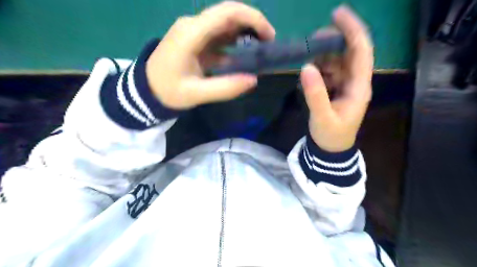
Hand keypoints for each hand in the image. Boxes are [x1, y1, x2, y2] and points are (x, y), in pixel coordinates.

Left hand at [147, 2, 277, 109]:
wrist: (146, 89)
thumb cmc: (168, 90)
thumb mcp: (196, 94)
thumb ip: (224, 88)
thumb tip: (253, 80)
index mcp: (191, 34)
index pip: (226, 13)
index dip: (252, 19)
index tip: (269, 36)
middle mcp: (193, 26)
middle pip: (228, 14)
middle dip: (252, 24)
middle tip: (269, 43)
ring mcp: (194, 32)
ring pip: (225, 24)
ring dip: (245, 33)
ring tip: (260, 50)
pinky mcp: (196, 40)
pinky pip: (219, 37)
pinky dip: (234, 43)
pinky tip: (243, 56)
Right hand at [301, 6, 372, 151]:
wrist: (331, 149)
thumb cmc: (331, 135)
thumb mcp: (322, 117)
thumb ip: (315, 94)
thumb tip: (306, 67)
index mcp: (359, 86)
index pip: (361, 51)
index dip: (352, 30)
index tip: (337, 13)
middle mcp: (355, 81)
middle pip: (348, 53)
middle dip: (332, 42)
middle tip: (311, 40)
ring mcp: (344, 85)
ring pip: (336, 62)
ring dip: (321, 57)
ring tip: (305, 59)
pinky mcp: (335, 90)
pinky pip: (327, 72)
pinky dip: (317, 69)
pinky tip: (307, 74)